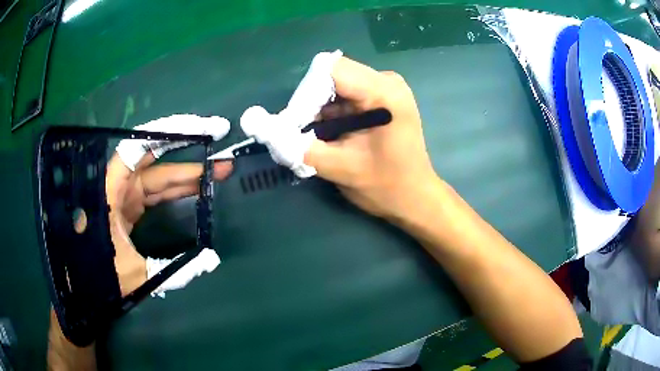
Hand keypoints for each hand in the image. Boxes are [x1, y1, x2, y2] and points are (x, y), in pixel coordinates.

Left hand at [49, 115, 232, 368]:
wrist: (84, 292)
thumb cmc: (100, 280)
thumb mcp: (135, 276)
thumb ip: (173, 270)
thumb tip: (212, 261)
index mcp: (109, 195)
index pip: (137, 151)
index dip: (166, 134)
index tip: (198, 129)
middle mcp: (115, 190)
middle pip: (155, 165)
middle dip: (189, 161)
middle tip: (220, 160)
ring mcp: (122, 199)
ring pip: (157, 180)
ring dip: (186, 178)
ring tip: (217, 175)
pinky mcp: (127, 211)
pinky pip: (154, 195)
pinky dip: (175, 192)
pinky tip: (195, 192)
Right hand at [304, 57, 437, 219]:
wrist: (414, 197)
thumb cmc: (385, 187)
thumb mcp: (339, 169)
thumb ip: (298, 147)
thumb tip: (265, 130)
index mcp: (384, 92)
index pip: (330, 71)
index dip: (306, 93)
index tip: (298, 123)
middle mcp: (386, 81)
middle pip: (332, 75)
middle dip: (310, 102)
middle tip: (304, 133)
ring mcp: (385, 86)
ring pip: (335, 84)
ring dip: (319, 108)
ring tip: (319, 137)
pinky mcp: (381, 96)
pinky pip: (345, 93)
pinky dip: (330, 111)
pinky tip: (332, 133)